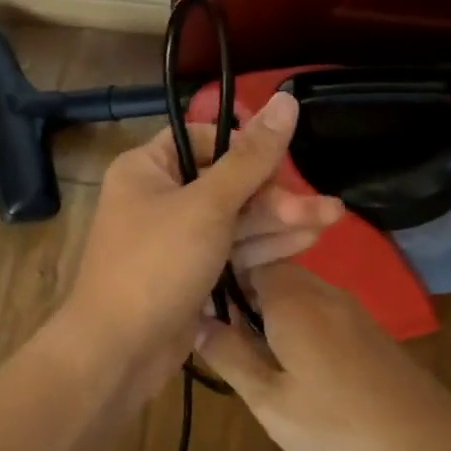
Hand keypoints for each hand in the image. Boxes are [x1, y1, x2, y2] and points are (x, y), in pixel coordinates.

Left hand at [62, 92, 342, 395]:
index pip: (205, 138)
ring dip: (279, 220)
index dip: (247, 147)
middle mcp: (159, 197)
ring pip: (234, 219)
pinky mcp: (190, 273)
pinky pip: (230, 249)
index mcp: (147, 168)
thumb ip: (251, 157)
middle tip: (322, 208)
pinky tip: (306, 242)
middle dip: (275, 195)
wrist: (119, 351)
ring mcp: (175, 239)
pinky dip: (263, 246)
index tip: (285, 161)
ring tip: (331, 219)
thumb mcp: (207, 205)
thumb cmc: (156, 265)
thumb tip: (286, 99)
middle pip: (227, 182)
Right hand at [195, 261, 450, 450]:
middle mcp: (321, 290)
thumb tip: (193, 320)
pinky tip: (288, 362)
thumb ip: (228, 355)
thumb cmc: (338, 424)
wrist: (429, 445)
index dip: (217, 275)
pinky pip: (316, 309)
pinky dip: (292, 324)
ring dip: (266, 313)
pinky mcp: (365, 329)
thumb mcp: (269, 399)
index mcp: (291, 298)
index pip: (245, 257)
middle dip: (239, 296)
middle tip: (216, 336)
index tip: (194, 305)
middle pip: (269, 273)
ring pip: (293, 292)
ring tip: (246, 352)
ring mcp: (348, 308)